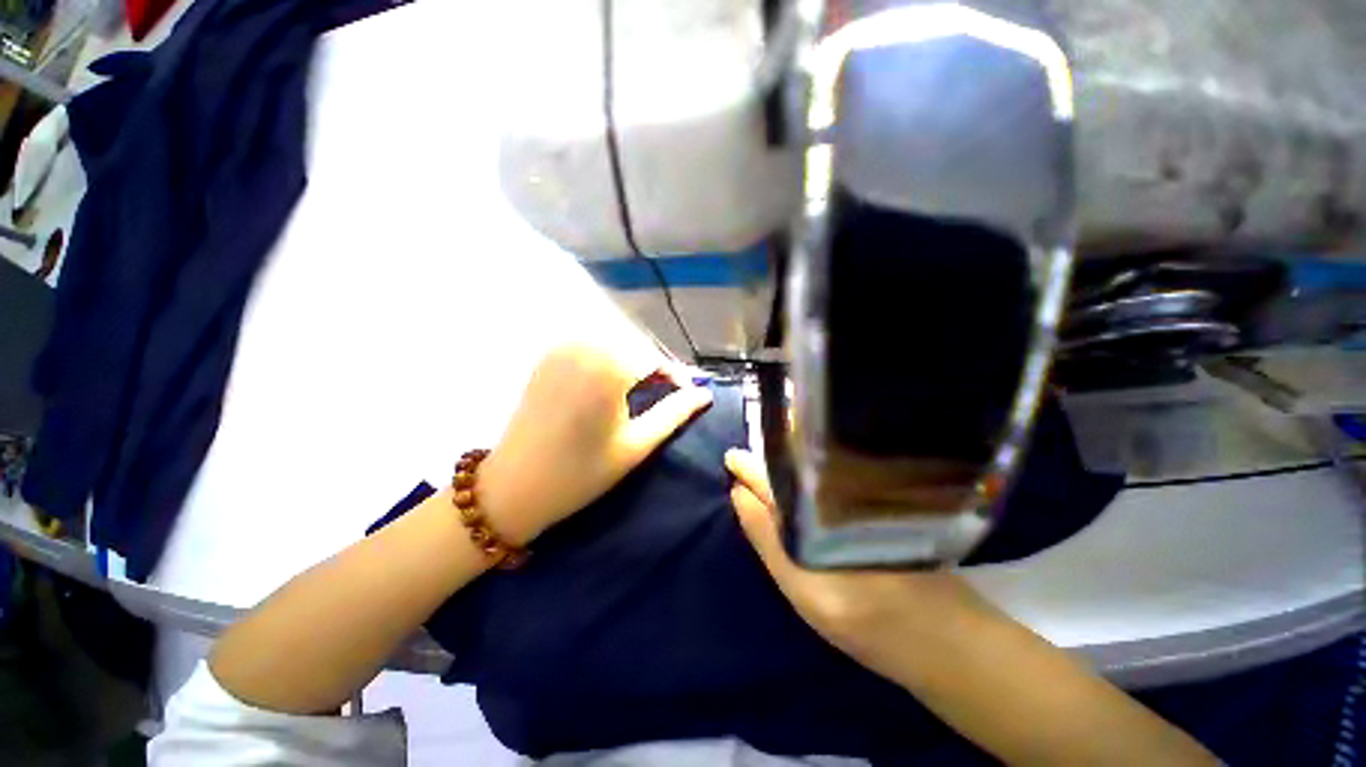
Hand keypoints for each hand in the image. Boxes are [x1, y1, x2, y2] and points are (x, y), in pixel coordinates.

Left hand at [479, 344, 712, 544]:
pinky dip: (607, 356)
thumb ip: (674, 414)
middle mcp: (583, 347)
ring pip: (613, 341)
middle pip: (634, 344)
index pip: (655, 357)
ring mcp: (561, 349)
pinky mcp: (547, 357)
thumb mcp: (636, 445)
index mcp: (607, 368)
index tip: (686, 394)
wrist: (514, 487)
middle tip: (665, 392)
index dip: (676, 374)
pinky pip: (589, 345)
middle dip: (654, 365)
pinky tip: (610, 380)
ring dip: (632, 359)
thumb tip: (705, 395)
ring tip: (641, 388)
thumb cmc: (581, 473)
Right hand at [725, 448, 989, 679]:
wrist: (945, 637)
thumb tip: (738, 494)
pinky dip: (809, 475)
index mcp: (818, 505)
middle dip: (767, 458)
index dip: (749, 466)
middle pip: (795, 463)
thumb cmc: (868, 621)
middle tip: (740, 459)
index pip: (774, 476)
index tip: (729, 458)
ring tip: (761, 464)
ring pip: (813, 467)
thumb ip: (768, 538)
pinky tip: (799, 479)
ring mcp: (862, 489)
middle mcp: (839, 486)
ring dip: (786, 463)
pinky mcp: (877, 497)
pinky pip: (831, 477)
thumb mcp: (803, 590)